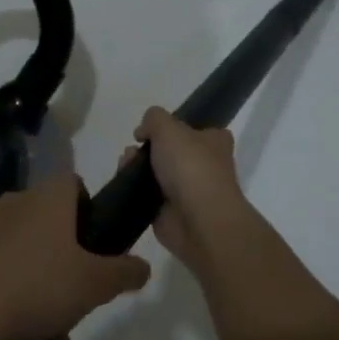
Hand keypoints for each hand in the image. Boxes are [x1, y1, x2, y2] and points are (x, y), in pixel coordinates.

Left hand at [0, 173, 150, 339]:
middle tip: (78, 303)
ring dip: (40, 293)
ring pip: (22, 258)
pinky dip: (9, 302)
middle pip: (48, 227)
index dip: (89, 208)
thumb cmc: (38, 286)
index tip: (96, 243)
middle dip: (66, 266)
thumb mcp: (95, 284)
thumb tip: (144, 266)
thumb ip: (124, 272)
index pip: (73, 184)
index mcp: (47, 200)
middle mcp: (13, 205)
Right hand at [129, 107, 257, 273]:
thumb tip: (143, 131)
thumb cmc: (190, 166)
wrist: (198, 220)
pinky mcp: (169, 212)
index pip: (196, 129)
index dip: (173, 126)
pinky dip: (134, 189)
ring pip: (155, 172)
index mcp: (214, 142)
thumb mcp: (168, 128)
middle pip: (169, 150)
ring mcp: (187, 190)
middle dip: (147, 147)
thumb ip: (153, 119)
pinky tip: (124, 182)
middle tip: (134, 148)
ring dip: (136, 166)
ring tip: (125, 165)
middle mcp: (204, 165)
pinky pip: (147, 195)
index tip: (153, 129)